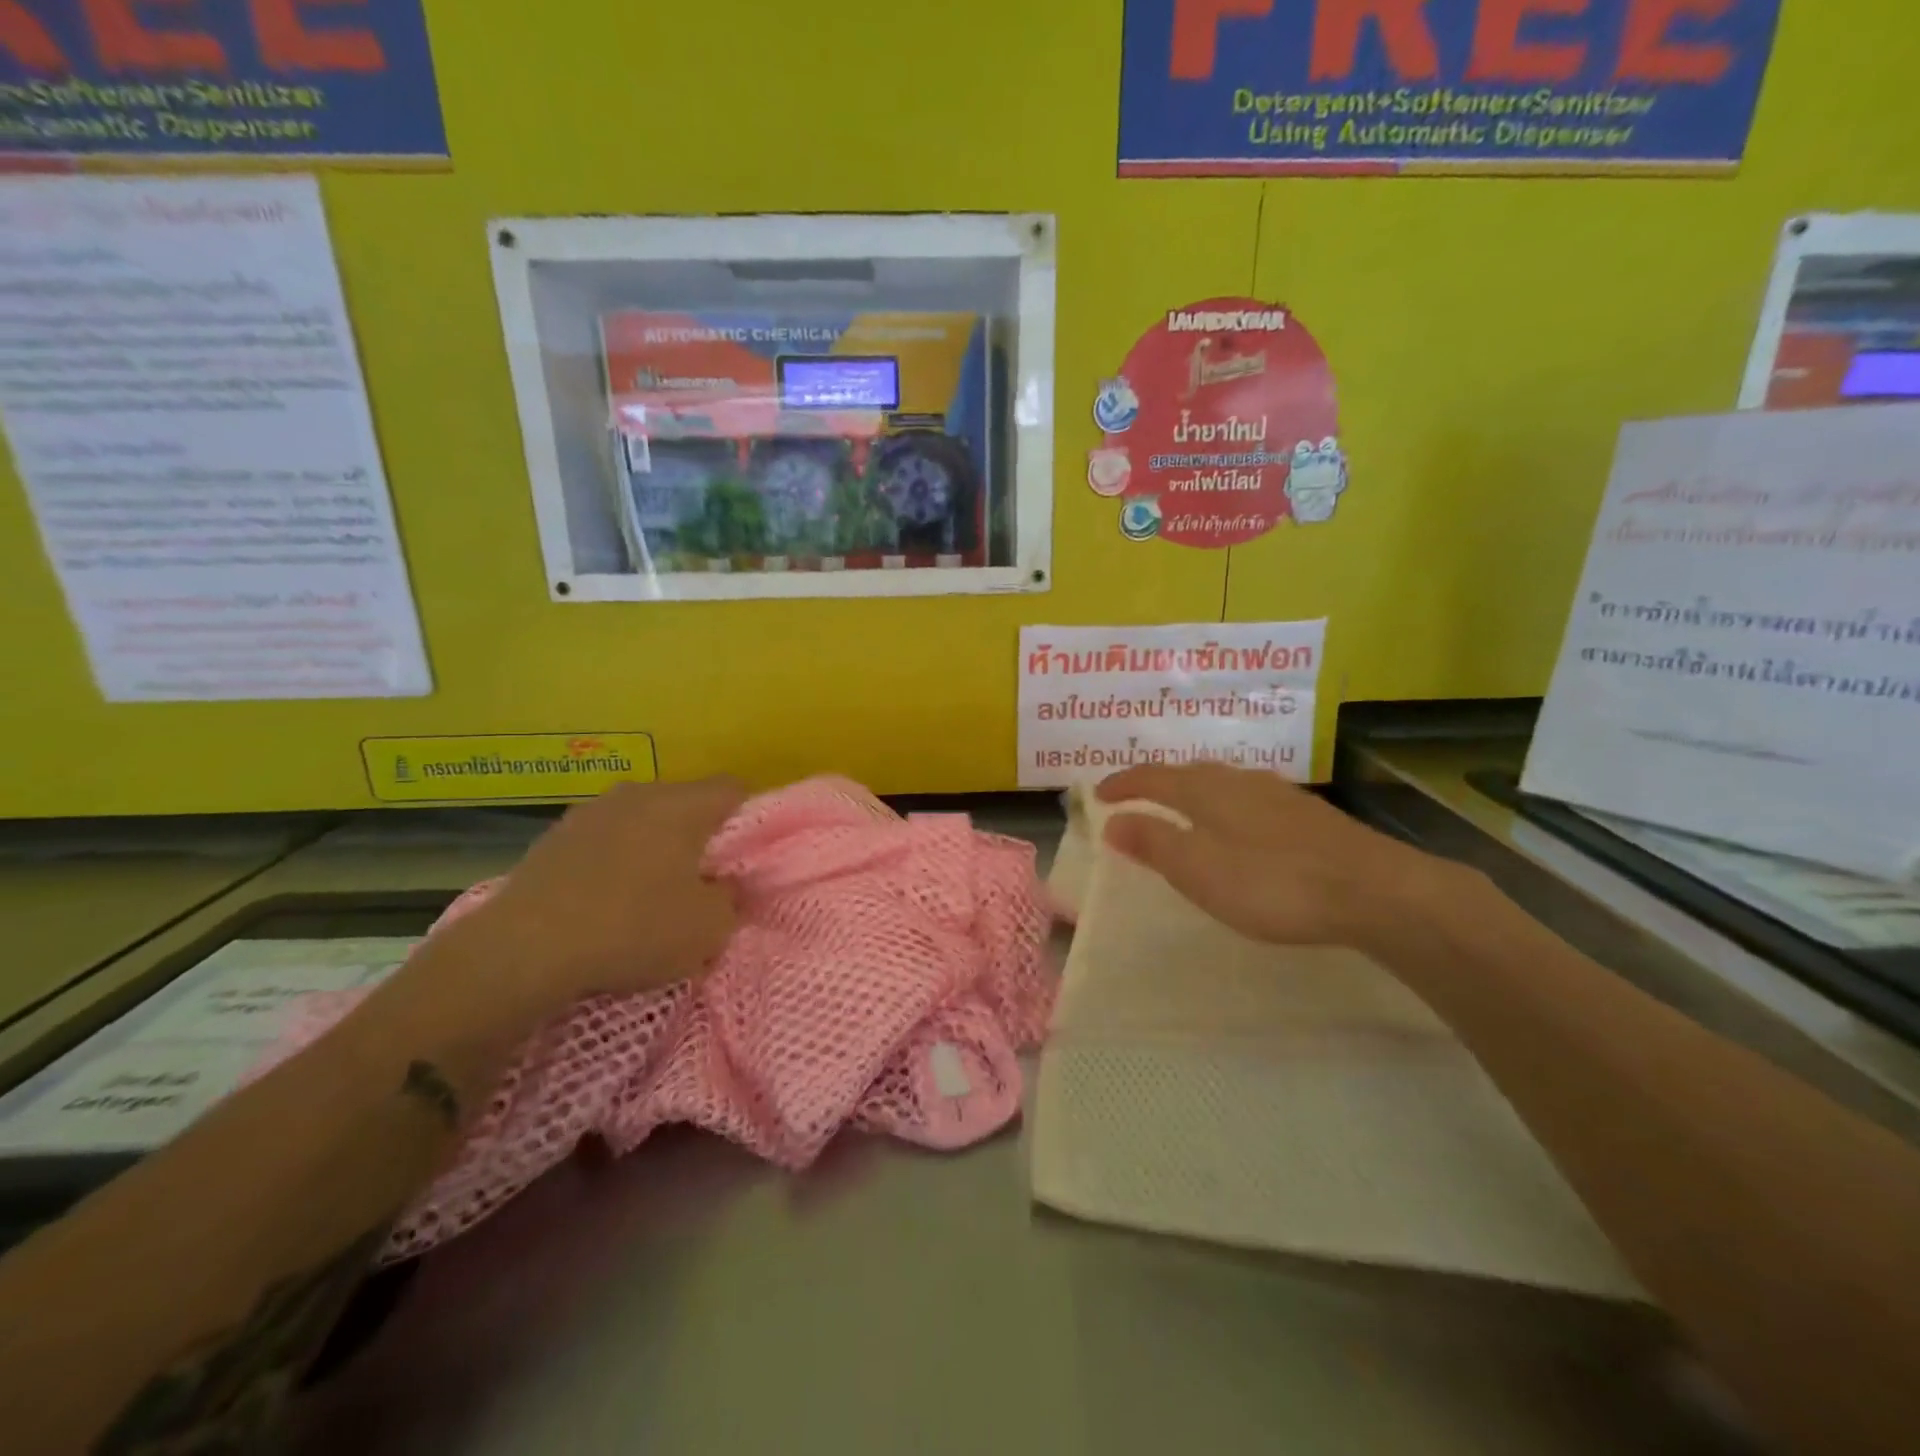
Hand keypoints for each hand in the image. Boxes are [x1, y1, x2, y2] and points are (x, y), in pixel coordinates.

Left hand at [478, 777, 744, 1003]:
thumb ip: (730, 899)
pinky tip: (604, 901)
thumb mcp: (708, 929)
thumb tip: (722, 886)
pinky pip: (604, 840)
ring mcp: (591, 810)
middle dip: (697, 836)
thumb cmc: (634, 929)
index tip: (740, 859)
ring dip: (652, 847)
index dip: (747, 819)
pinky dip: (613, 861)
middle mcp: (639, 793)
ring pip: (641, 820)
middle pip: (685, 803)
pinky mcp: (554, 836)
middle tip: (699, 880)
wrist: (525, 949)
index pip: (733, 789)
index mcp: (683, 805)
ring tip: (648, 893)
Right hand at [1095, 763, 1460, 952]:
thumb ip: (1153, 843)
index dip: (1123, 784)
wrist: (1373, 890)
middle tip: (1134, 797)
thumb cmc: (1272, 882)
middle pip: (1187, 772)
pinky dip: (1224, 805)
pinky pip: (1247, 798)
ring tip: (1180, 808)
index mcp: (1206, 790)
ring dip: (1191, 791)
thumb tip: (1112, 821)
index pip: (1152, 777)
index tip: (1098, 794)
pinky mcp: (1307, 814)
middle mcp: (1239, 780)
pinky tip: (1238, 825)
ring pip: (1221, 782)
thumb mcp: (1199, 869)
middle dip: (1156, 782)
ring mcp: (1277, 794)